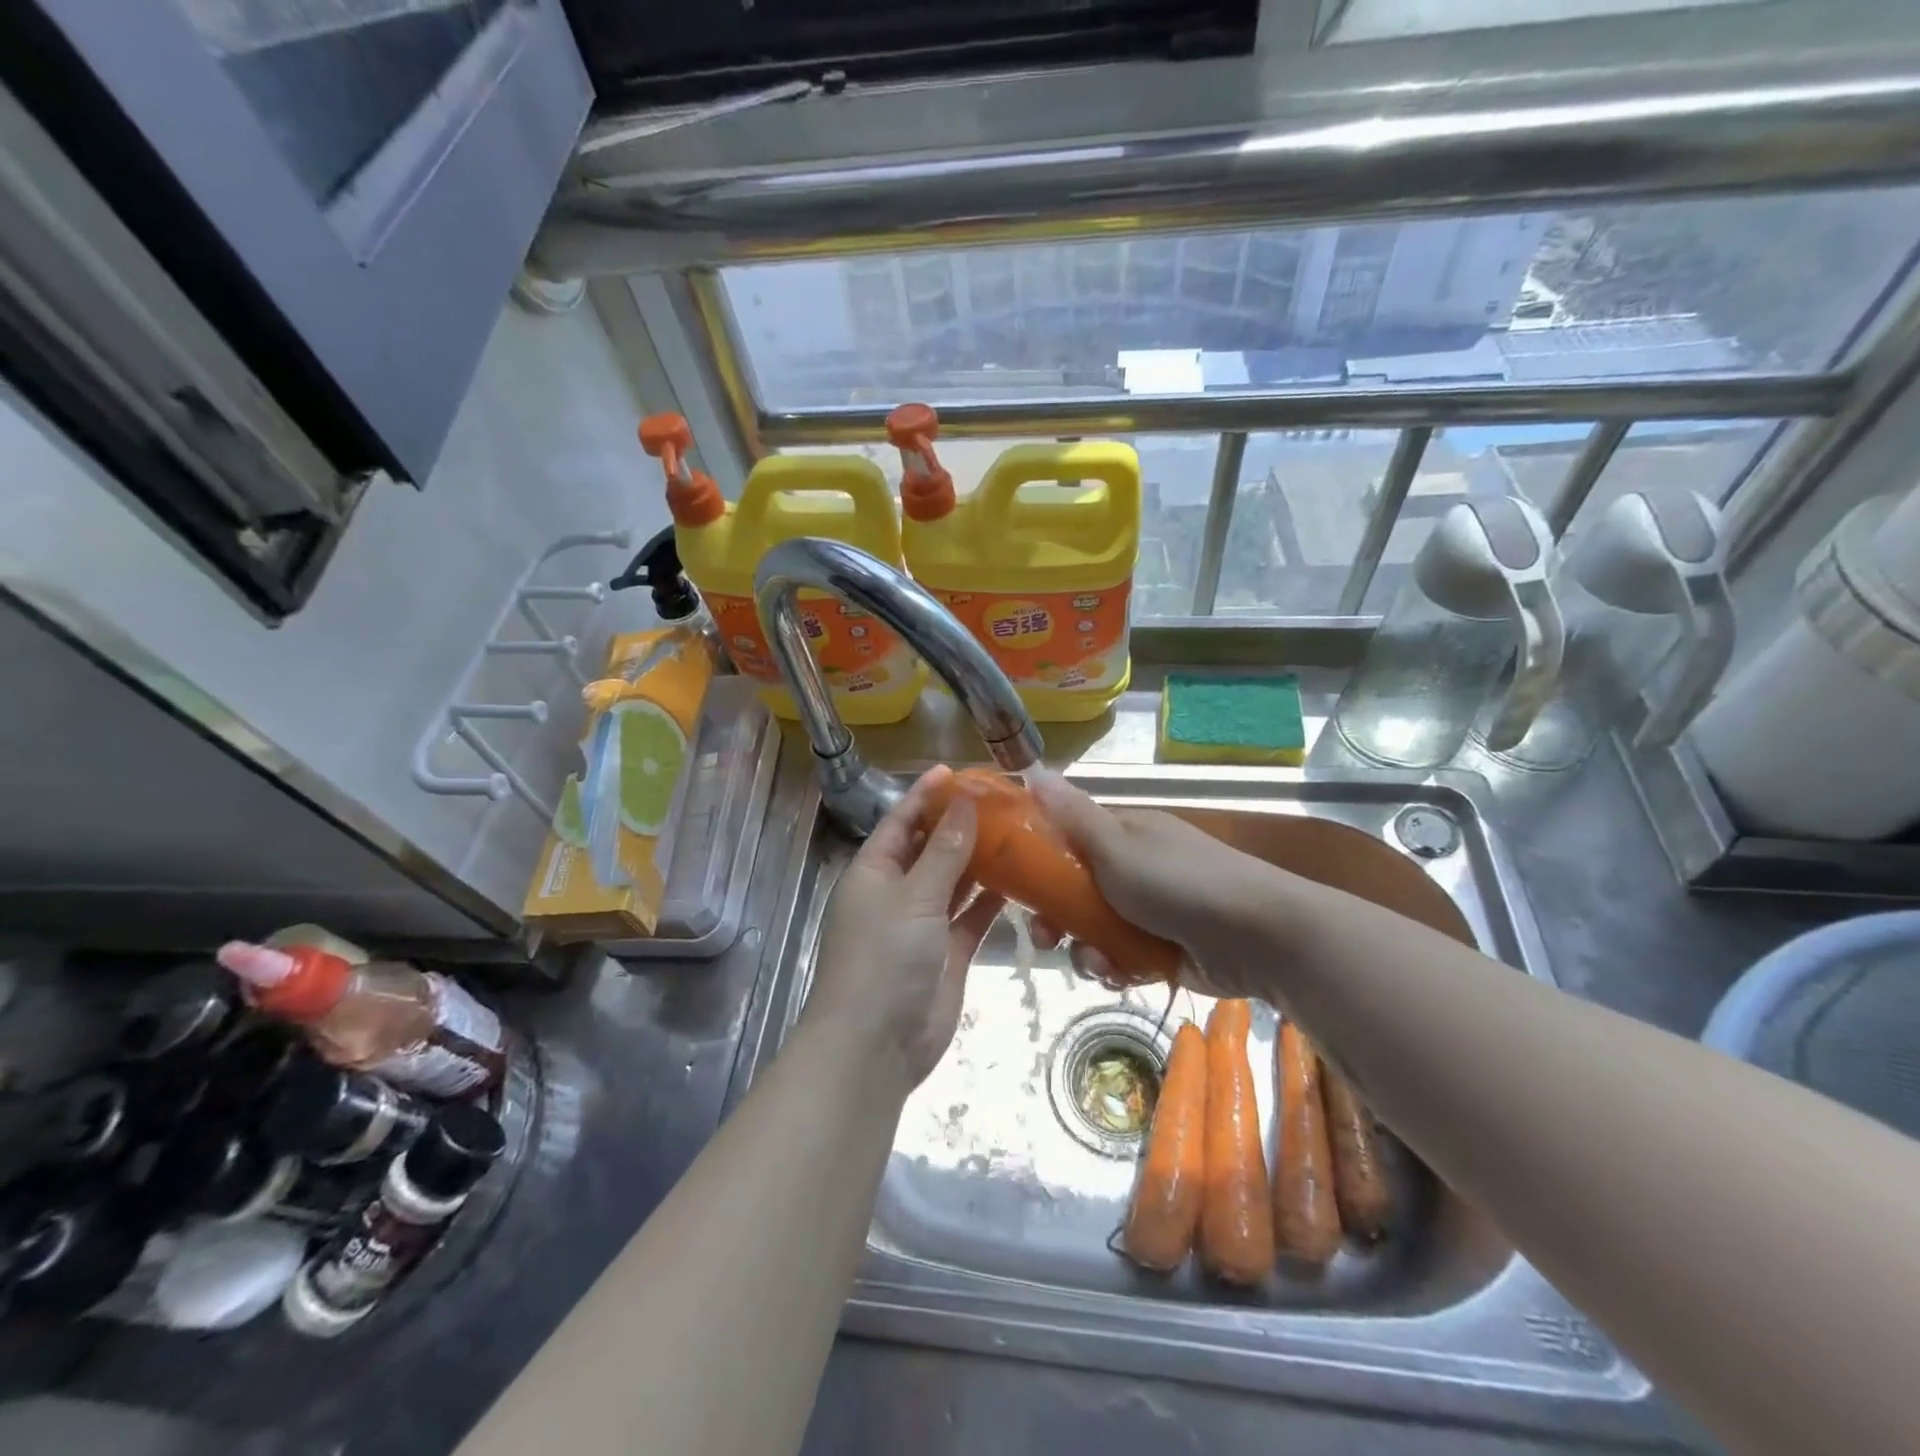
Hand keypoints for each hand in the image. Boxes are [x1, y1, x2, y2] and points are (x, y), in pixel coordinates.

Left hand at [805, 767, 1004, 1093]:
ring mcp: (922, 924)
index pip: (901, 821)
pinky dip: (990, 899)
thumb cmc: (884, 958)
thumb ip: (944, 851)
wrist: (876, 1046)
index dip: (925, 795)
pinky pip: (970, 916)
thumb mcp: (914, 897)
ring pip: (953, 881)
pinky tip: (1019, 878)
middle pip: (930, 848)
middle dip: (959, 825)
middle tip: (1000, 800)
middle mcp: (896, 893)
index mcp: (874, 872)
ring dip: (979, 859)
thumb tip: (964, 802)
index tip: (957, 772)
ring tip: (1016, 831)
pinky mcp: (947, 952)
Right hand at [1025, 770, 1278, 999]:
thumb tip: (1033, 768)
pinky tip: (1124, 975)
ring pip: (1095, 930)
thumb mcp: (1117, 845)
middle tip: (1046, 940)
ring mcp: (1150, 911)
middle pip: (1075, 892)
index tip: (1016, 888)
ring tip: (1100, 963)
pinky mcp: (1163, 949)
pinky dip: (1118, 968)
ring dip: (1087, 950)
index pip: (1067, 839)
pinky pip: (1122, 958)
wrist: (1259, 935)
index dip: (1038, 862)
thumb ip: (1071, 814)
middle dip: (1057, 919)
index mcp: (1124, 834)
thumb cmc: (1179, 882)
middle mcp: (1134, 868)